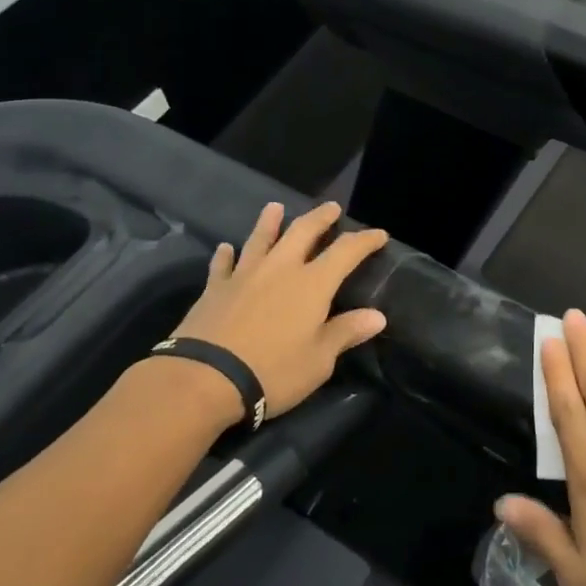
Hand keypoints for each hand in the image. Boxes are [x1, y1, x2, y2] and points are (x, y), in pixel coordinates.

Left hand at [165, 201, 388, 421]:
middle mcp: (280, 269)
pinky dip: (225, 255)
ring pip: (260, 239)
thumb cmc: (273, 370)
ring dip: (270, 222)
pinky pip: (223, 264)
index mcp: (312, 284)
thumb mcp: (319, 360)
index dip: (365, 240)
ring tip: (275, 207)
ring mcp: (245, 275)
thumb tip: (377, 316)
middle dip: (320, 217)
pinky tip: (225, 248)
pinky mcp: (215, 289)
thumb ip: (346, 332)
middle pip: (303, 232)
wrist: (205, 378)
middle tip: (331, 208)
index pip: (346, 252)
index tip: (379, 235)